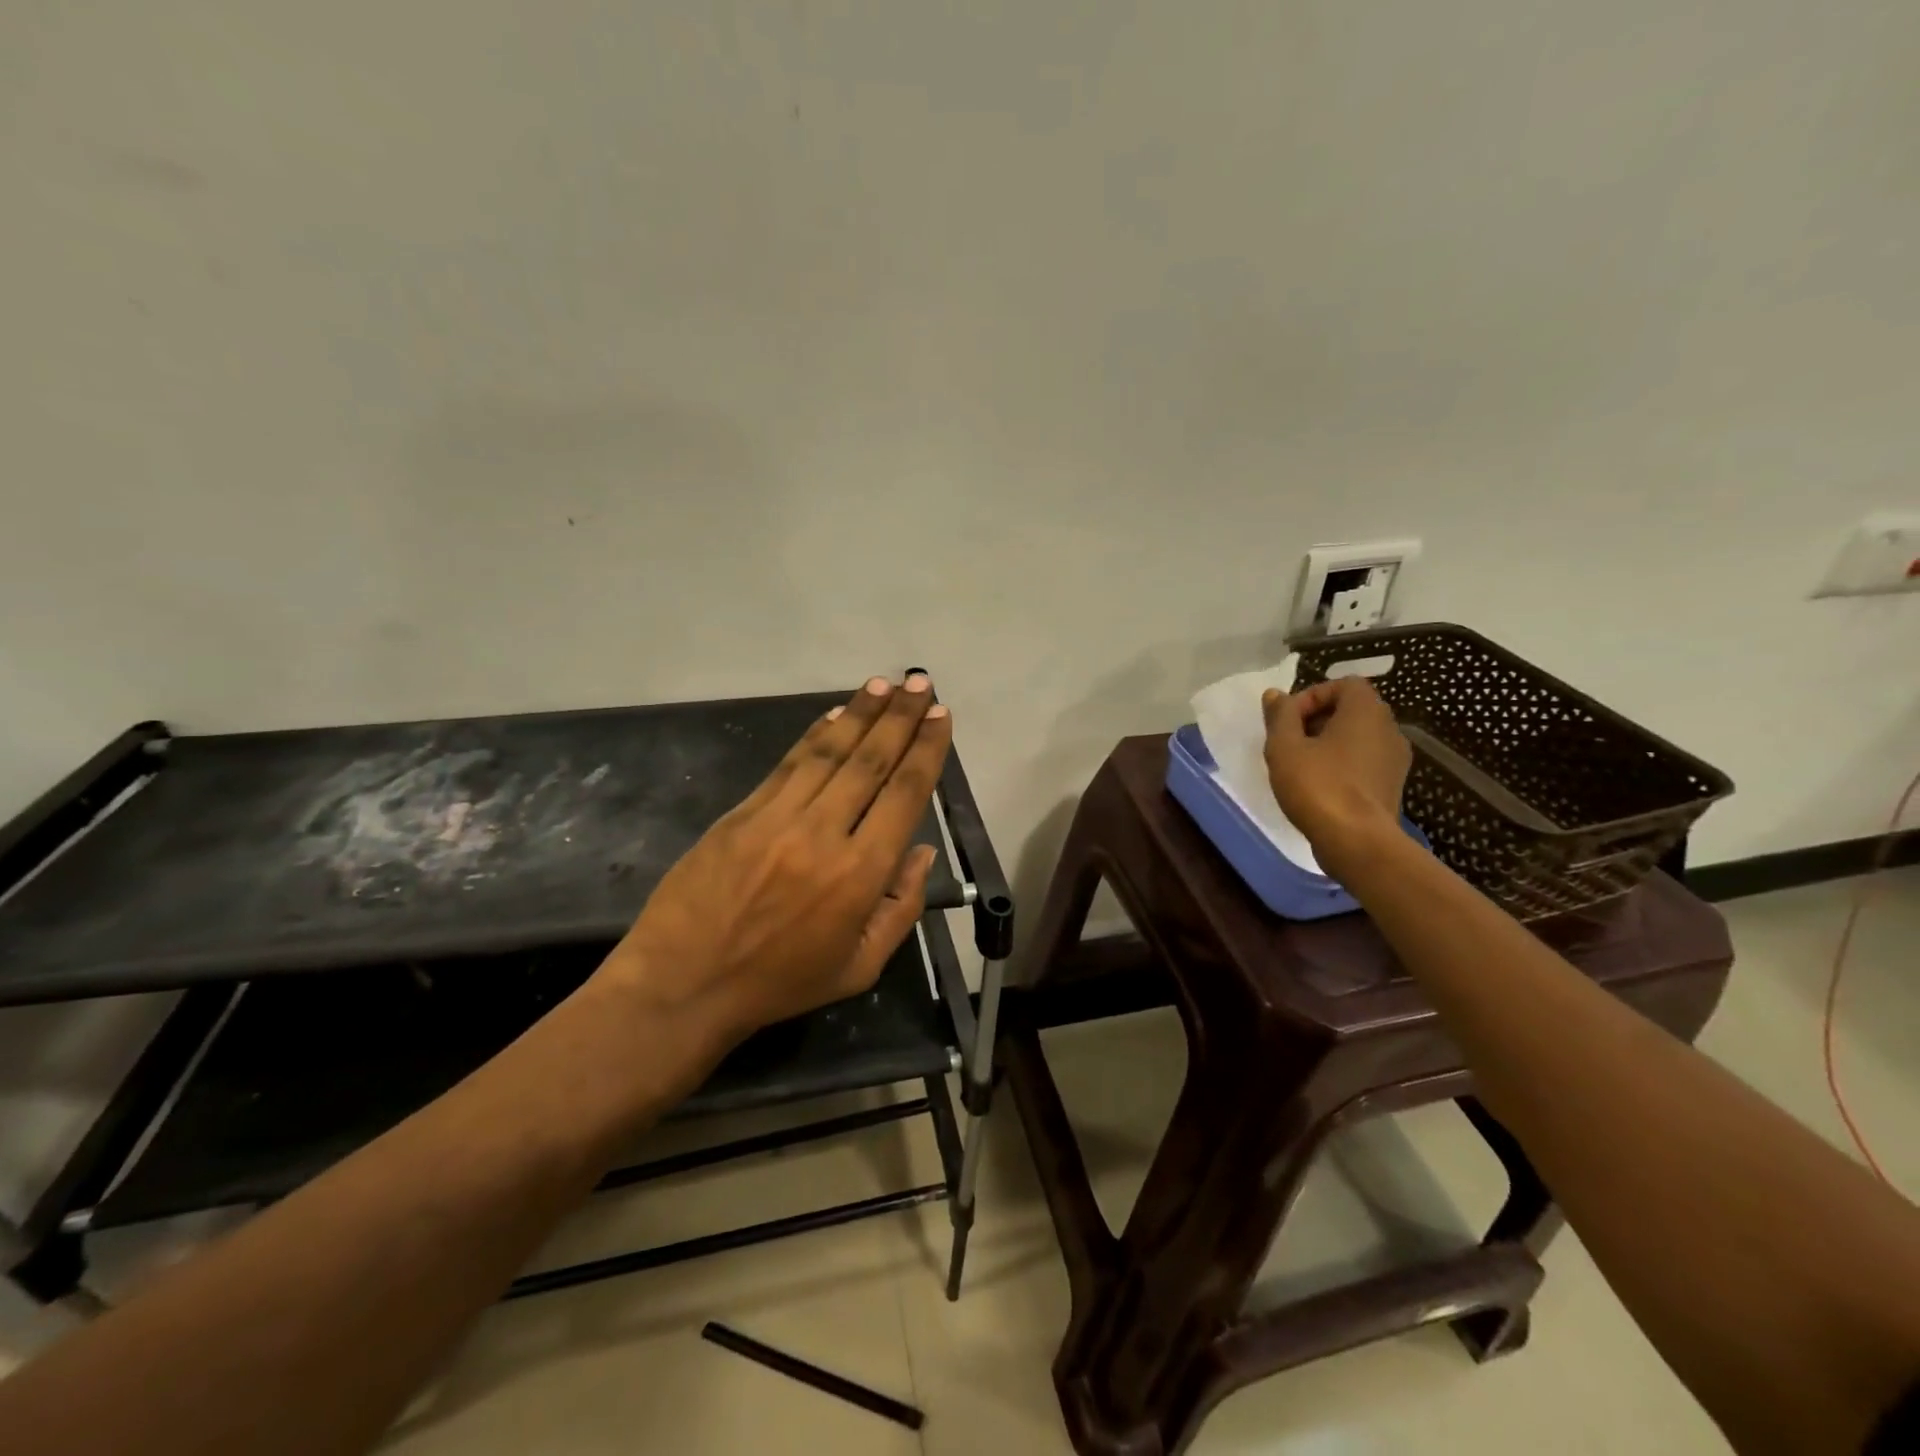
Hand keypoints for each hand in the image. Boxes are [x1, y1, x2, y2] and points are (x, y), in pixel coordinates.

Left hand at [605, 674, 951, 1043]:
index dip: (927, 749)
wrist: (684, 984)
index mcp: (860, 874)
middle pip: (871, 761)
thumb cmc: (780, 983)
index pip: (904, 794)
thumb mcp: (860, 967)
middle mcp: (824, 833)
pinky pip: (789, 764)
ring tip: (886, 684)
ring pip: (830, 752)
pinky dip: (816, 735)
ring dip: (862, 713)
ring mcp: (778, 817)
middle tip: (920, 682)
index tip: (941, 715)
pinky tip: (836, 713)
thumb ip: (901, 908)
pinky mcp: (742, 812)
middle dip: (901, 717)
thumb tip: (922, 850)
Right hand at [1262, 676, 1411, 862]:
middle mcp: (1389, 728)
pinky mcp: (1391, 785)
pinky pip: (1363, 761)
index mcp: (1366, 711)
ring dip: (1326, 743)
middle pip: (1350, 709)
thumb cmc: (1318, 786)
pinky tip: (1317, 786)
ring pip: (1356, 737)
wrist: (1357, 842)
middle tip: (1288, 742)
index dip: (1311, 696)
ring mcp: (1395, 759)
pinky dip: (1341, 764)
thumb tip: (1275, 694)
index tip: (1287, 721)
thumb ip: (1280, 716)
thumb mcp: (1285, 747)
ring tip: (1299, 765)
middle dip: (1315, 720)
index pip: (1343, 684)